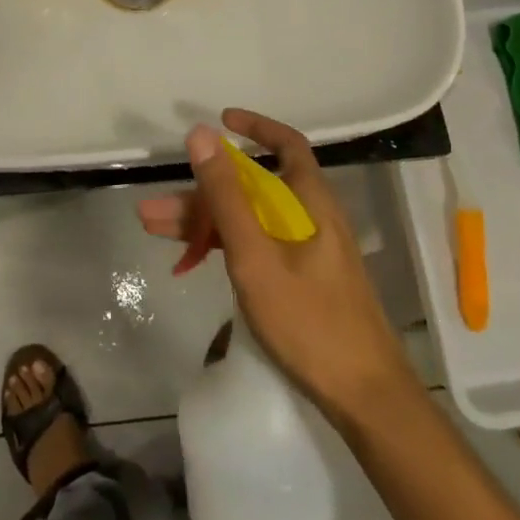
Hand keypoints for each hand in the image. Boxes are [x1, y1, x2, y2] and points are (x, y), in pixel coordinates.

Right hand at [137, 109, 412, 420]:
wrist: (366, 400)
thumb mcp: (256, 255)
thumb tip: (202, 133)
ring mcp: (306, 250)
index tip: (221, 120)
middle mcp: (310, 217)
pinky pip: (255, 245)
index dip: (255, 127)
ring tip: (153, 228)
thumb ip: (227, 195)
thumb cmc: (310, 321)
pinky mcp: (301, 279)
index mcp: (310, 201)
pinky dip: (223, 245)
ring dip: (204, 221)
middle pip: (252, 188)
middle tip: (156, 206)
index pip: (287, 145)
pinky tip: (189, 258)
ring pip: (248, 219)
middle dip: (203, 191)